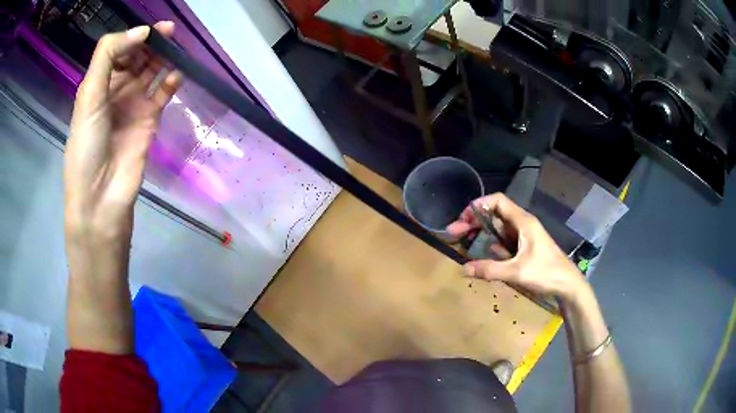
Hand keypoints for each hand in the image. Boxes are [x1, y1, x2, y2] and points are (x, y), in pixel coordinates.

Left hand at [64, 22, 180, 240]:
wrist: (100, 195)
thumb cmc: (87, 145)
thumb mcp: (88, 95)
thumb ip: (109, 56)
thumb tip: (143, 31)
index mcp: (99, 83)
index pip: (118, 50)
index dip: (132, 37)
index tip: (147, 32)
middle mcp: (117, 89)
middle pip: (137, 56)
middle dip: (151, 41)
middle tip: (168, 32)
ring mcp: (134, 103)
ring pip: (152, 70)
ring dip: (163, 57)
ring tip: (175, 47)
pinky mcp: (150, 119)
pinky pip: (163, 93)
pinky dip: (171, 81)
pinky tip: (176, 75)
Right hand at [447, 193, 586, 302]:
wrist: (568, 284)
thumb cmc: (546, 273)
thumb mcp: (516, 272)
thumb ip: (490, 270)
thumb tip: (463, 269)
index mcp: (523, 222)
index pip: (497, 201)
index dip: (478, 205)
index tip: (462, 218)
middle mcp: (522, 224)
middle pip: (494, 214)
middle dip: (474, 222)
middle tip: (455, 233)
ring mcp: (524, 236)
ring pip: (498, 229)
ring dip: (482, 234)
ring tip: (465, 243)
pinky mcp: (525, 247)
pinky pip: (505, 242)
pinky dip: (493, 246)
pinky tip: (487, 257)